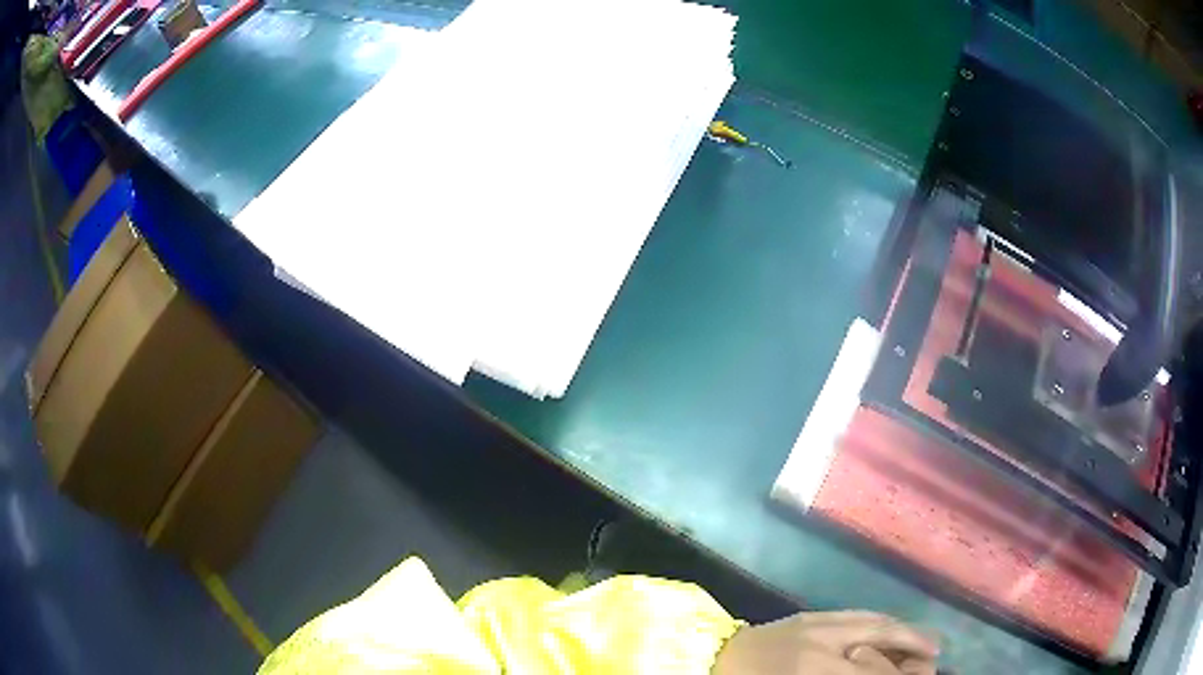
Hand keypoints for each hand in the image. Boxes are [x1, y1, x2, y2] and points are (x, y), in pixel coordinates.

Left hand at [712, 610, 938, 674]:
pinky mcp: (812, 614)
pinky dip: (882, 621)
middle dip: (913, 650)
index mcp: (818, 669)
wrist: (713, 660)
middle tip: (934, 658)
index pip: (874, 672)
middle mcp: (826, 642)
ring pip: (876, 623)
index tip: (925, 673)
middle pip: (883, 642)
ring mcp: (819, 623)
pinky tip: (895, 627)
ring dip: (905, 632)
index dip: (900, 674)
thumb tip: (883, 672)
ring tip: (927, 642)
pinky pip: (858, 614)